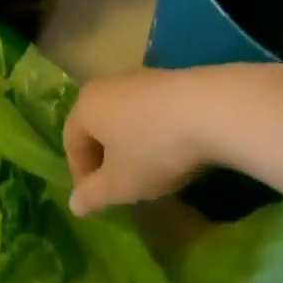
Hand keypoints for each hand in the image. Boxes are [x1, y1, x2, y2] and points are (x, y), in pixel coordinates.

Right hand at [63, 63, 282, 214]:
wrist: (211, 110)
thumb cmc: (153, 149)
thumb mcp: (120, 184)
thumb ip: (92, 195)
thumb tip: (73, 204)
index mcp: (86, 106)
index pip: (71, 141)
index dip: (80, 174)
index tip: (97, 200)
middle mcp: (106, 85)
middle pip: (96, 124)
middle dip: (104, 156)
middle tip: (119, 185)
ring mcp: (139, 77)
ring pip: (125, 115)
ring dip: (130, 143)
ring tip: (149, 169)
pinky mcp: (169, 78)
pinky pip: (151, 109)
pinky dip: (154, 131)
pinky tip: (173, 149)